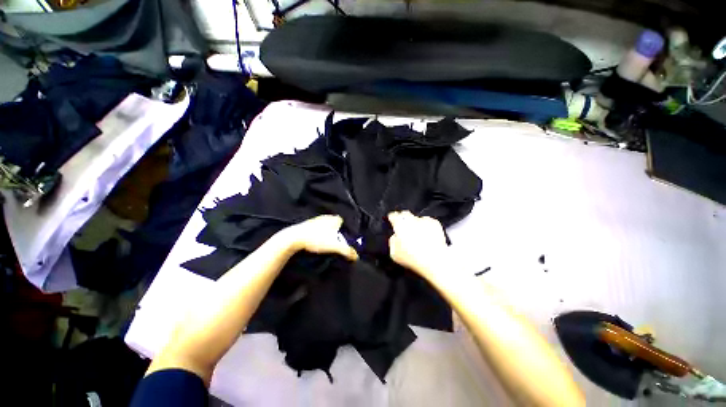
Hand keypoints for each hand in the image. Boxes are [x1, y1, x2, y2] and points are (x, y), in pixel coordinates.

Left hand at [282, 215, 357, 260]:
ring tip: (327, 243)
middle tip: (337, 242)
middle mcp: (325, 217)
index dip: (345, 230)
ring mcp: (315, 220)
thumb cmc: (317, 239)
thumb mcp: (334, 246)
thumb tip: (356, 256)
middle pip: (334, 224)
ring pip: (325, 226)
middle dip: (336, 232)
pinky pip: (317, 229)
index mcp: (333, 219)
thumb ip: (347, 250)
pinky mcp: (306, 225)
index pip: (343, 222)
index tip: (345, 238)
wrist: (294, 238)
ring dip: (327, 233)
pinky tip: (317, 242)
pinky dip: (318, 234)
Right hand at [388, 211, 447, 280]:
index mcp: (399, 225)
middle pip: (405, 214)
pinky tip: (426, 235)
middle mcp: (411, 220)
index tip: (391, 218)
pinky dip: (426, 226)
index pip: (393, 216)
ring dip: (415, 223)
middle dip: (403, 217)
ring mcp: (424, 221)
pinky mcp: (435, 224)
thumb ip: (392, 242)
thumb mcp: (394, 254)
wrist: (434, 260)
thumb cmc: (412, 258)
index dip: (392, 217)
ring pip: (417, 218)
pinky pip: (428, 222)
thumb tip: (395, 237)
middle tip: (403, 225)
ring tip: (416, 233)